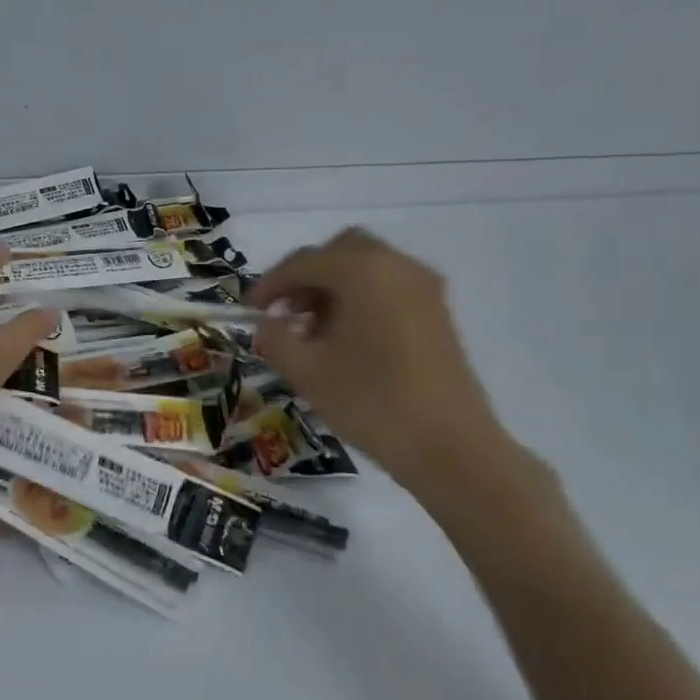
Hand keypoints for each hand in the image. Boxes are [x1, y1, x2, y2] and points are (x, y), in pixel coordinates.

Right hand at [245, 229, 523, 503]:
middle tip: (284, 312)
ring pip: (366, 267)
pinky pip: (388, 286)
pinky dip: (360, 298)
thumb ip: (274, 338)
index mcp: (362, 271)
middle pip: (339, 252)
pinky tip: (345, 339)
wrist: (451, 448)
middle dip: (306, 277)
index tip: (248, 310)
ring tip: (311, 331)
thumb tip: (267, 325)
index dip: (269, 284)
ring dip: (332, 288)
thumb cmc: (371, 403)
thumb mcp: (306, 371)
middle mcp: (396, 266)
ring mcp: (423, 287)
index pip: (303, 262)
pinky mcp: (437, 311)